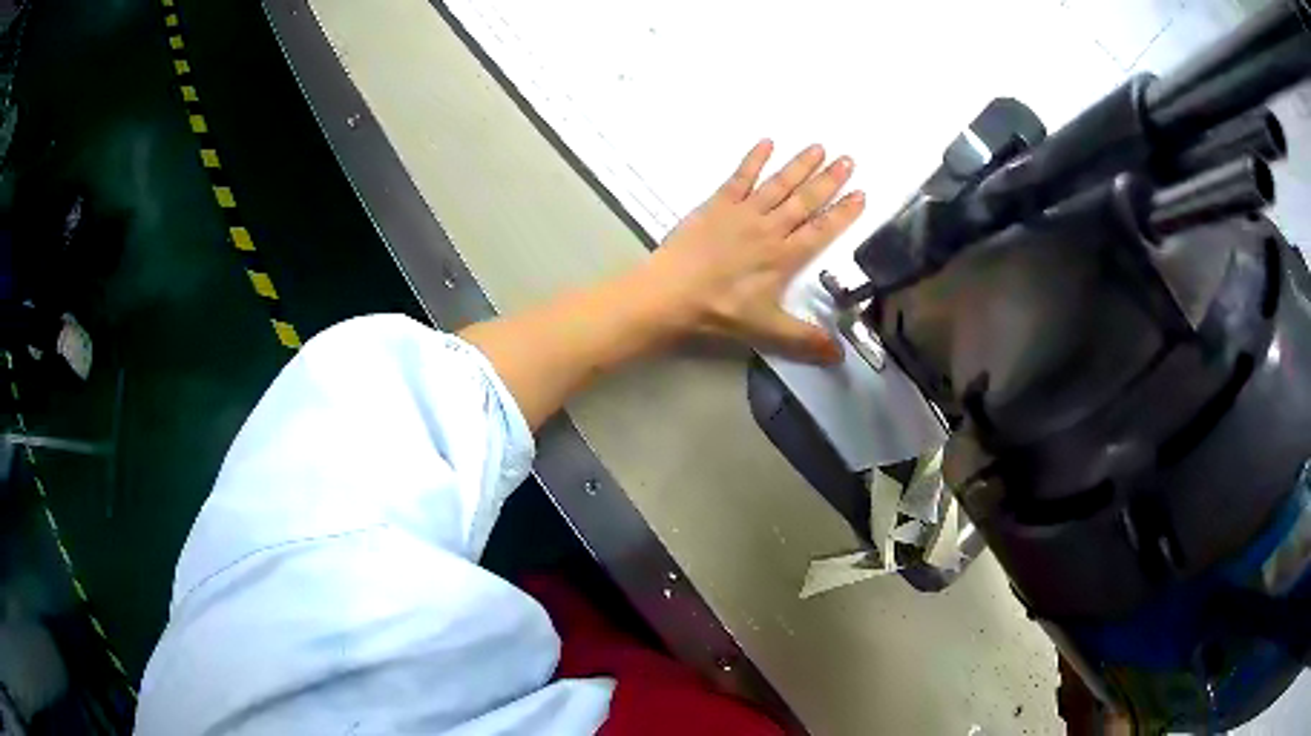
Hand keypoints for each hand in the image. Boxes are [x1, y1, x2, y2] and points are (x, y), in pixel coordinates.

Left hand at [638, 140, 865, 363]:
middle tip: (849, 160)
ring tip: (819, 147)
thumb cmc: (720, 312)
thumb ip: (805, 339)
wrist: (671, 294)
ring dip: (800, 165)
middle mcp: (770, 229)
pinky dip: (753, 159)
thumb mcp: (767, 330)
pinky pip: (740, 177)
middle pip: (806, 201)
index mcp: (785, 257)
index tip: (861, 195)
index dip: (843, 213)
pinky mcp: (718, 204)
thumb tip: (840, 356)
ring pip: (779, 184)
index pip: (822, 231)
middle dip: (829, 180)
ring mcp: (744, 213)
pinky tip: (766, 142)